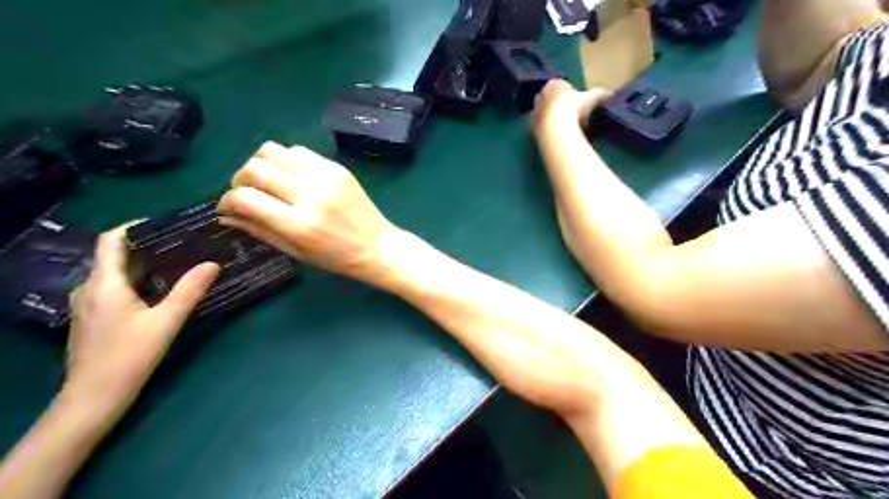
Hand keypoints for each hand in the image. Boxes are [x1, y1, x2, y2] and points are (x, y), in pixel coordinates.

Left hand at [63, 225, 218, 417]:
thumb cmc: (129, 355)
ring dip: (145, 265)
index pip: (111, 240)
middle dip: (149, 246)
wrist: (93, 397)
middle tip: (184, 243)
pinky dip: (138, 281)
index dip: (135, 226)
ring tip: (179, 263)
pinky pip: (115, 288)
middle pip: (116, 256)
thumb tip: (213, 263)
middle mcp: (90, 288)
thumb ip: (190, 290)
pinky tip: (161, 290)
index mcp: (104, 283)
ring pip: (116, 273)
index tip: (167, 223)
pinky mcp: (94, 318)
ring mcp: (88, 304)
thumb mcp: (167, 321)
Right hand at [219, 141, 403, 285]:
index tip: (228, 206)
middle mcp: (311, 196)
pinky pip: (300, 151)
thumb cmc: (336, 258)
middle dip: (240, 178)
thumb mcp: (296, 252)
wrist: (378, 246)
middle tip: (246, 192)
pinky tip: (292, 176)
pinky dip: (287, 160)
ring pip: (275, 150)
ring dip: (262, 164)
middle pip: (256, 168)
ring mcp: (326, 178)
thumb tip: (225, 214)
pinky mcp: (337, 168)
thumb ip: (260, 230)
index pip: (246, 198)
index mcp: (299, 225)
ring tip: (268, 181)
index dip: (227, 200)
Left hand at [534, 80, 610, 134]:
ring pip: (545, 113)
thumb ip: (601, 94)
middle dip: (559, 106)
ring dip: (553, 119)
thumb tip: (613, 93)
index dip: (570, 94)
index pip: (561, 85)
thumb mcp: (592, 98)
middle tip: (572, 116)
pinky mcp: (531, 128)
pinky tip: (557, 136)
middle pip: (551, 99)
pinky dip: (549, 130)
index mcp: (554, 84)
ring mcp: (534, 112)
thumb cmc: (574, 108)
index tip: (578, 103)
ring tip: (566, 128)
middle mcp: (540, 95)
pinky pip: (542, 128)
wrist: (555, 128)